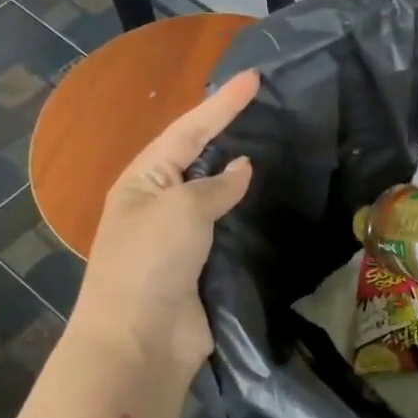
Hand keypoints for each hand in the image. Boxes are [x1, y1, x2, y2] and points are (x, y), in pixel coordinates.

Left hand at [68, 69, 259, 373]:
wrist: (140, 340)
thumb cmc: (150, 262)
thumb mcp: (181, 209)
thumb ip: (216, 185)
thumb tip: (241, 169)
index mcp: (143, 180)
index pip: (188, 130)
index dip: (222, 103)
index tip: (255, 78)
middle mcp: (159, 202)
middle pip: (200, 158)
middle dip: (229, 132)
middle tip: (268, 108)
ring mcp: (180, 237)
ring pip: (216, 195)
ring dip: (241, 176)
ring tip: (277, 148)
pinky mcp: (202, 266)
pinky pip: (228, 229)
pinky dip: (248, 215)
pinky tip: (271, 203)